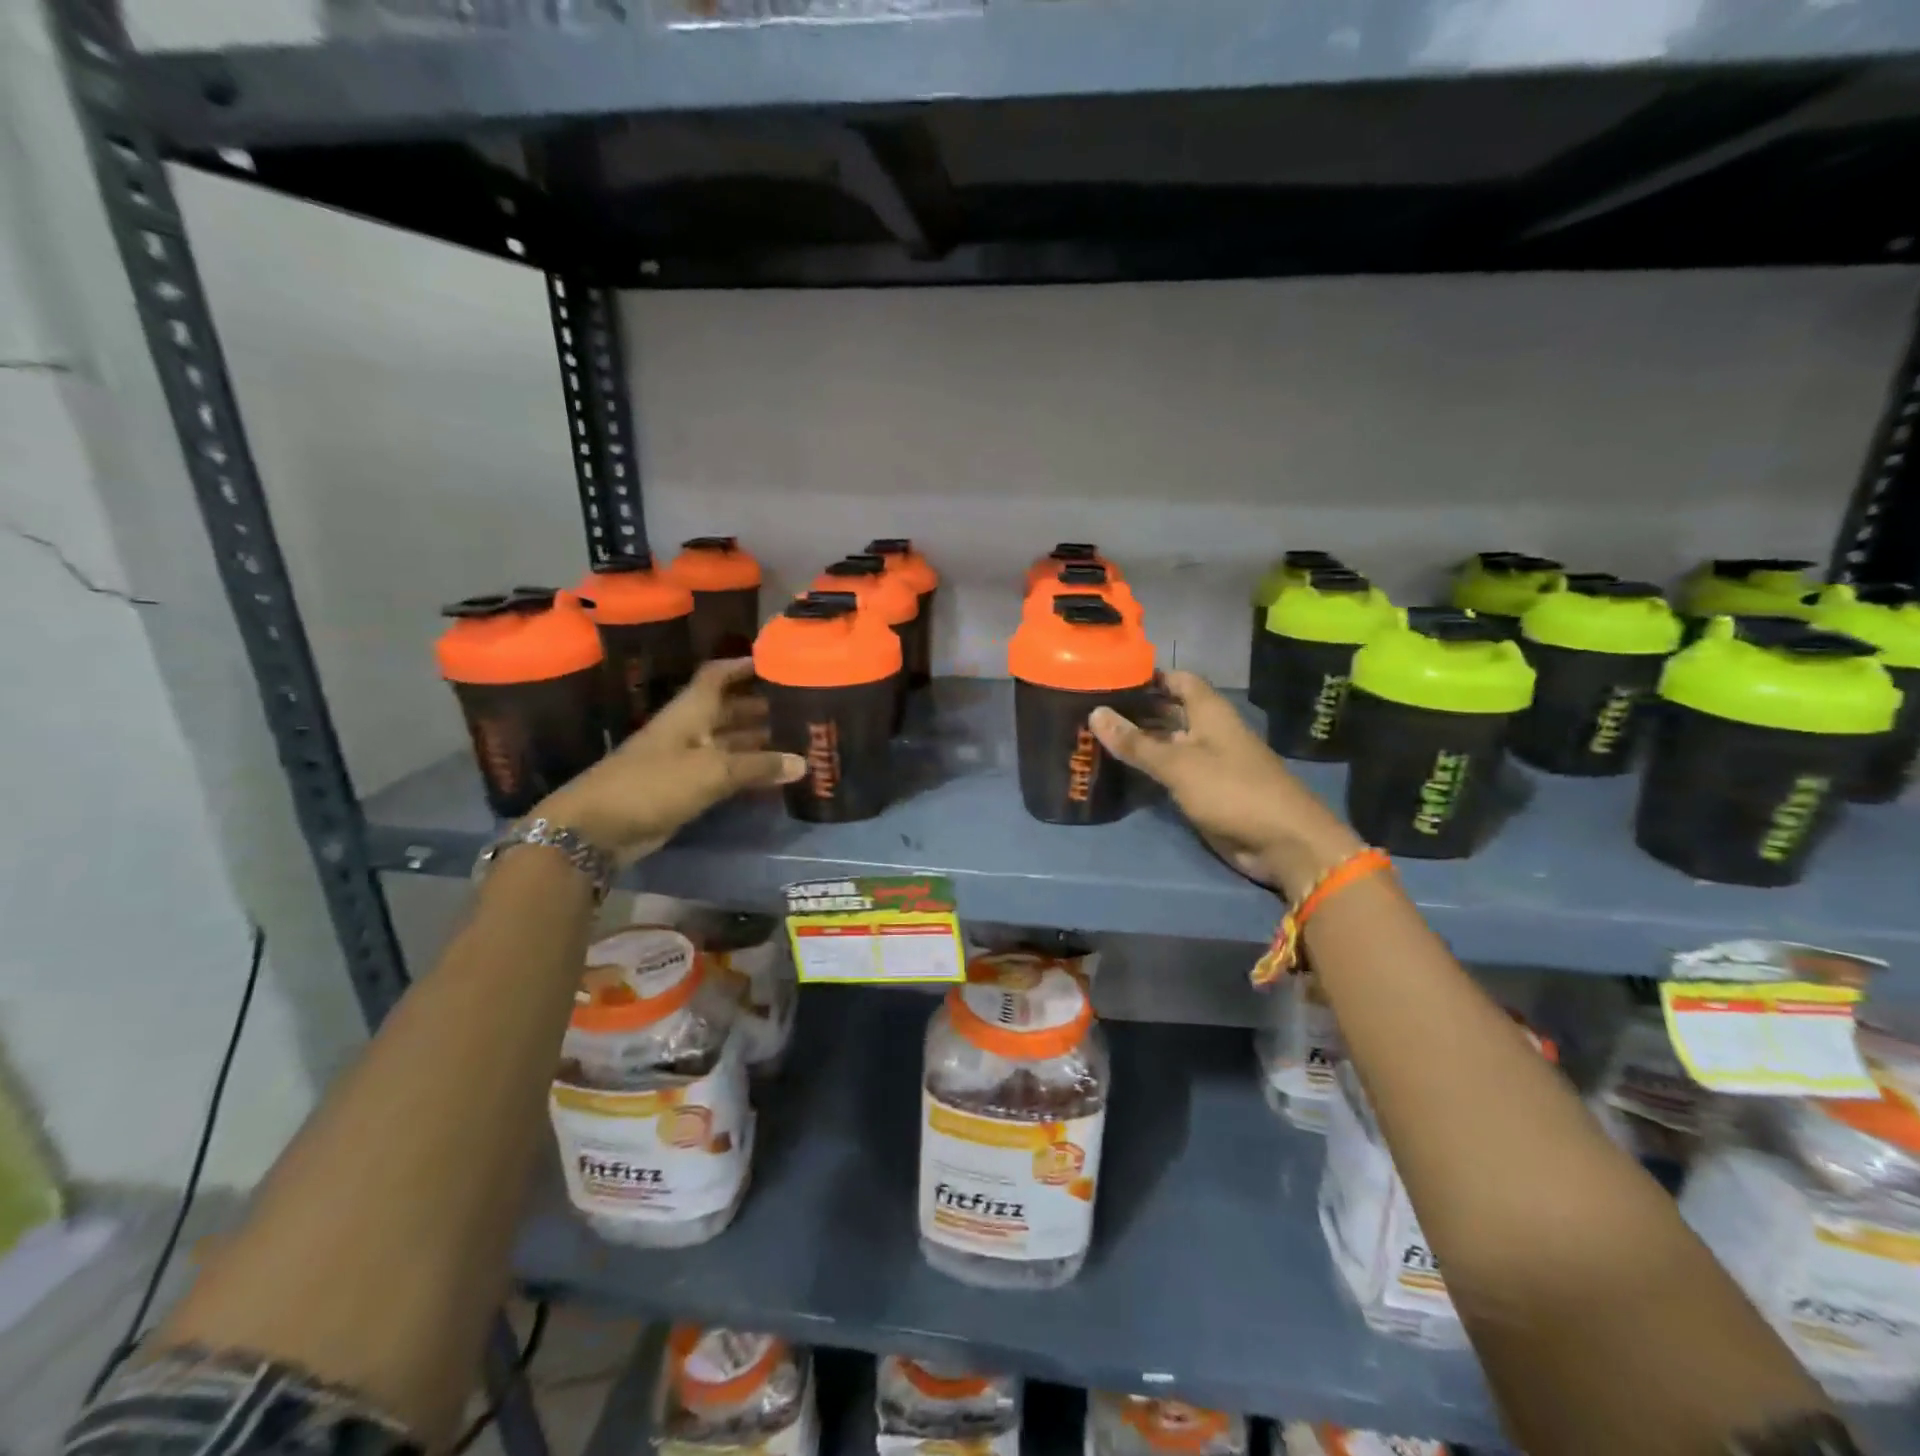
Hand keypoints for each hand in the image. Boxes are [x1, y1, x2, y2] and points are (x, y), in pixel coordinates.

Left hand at [531, 659, 803, 864]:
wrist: (598, 828)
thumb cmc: (653, 784)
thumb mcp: (711, 771)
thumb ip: (758, 766)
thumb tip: (803, 763)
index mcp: (690, 712)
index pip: (717, 676)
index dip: (743, 666)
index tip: (777, 662)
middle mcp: (690, 730)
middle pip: (729, 710)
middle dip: (762, 707)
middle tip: (803, 707)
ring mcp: (686, 761)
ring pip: (730, 744)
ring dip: (761, 743)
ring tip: (801, 742)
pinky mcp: (686, 790)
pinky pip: (725, 774)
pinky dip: (750, 773)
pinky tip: (778, 778)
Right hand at [1090, 670, 1364, 897]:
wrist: (1281, 841)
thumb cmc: (1231, 790)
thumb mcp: (1178, 764)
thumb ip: (1136, 742)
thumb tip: (1095, 713)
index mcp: (1210, 712)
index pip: (1178, 680)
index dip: (1149, 676)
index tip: (1111, 678)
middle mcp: (1209, 731)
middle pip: (1170, 710)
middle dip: (1136, 709)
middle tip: (1092, 708)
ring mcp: (1208, 762)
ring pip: (1168, 742)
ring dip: (1139, 740)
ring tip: (1096, 735)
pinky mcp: (1206, 790)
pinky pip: (1172, 771)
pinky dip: (1149, 767)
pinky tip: (1120, 768)